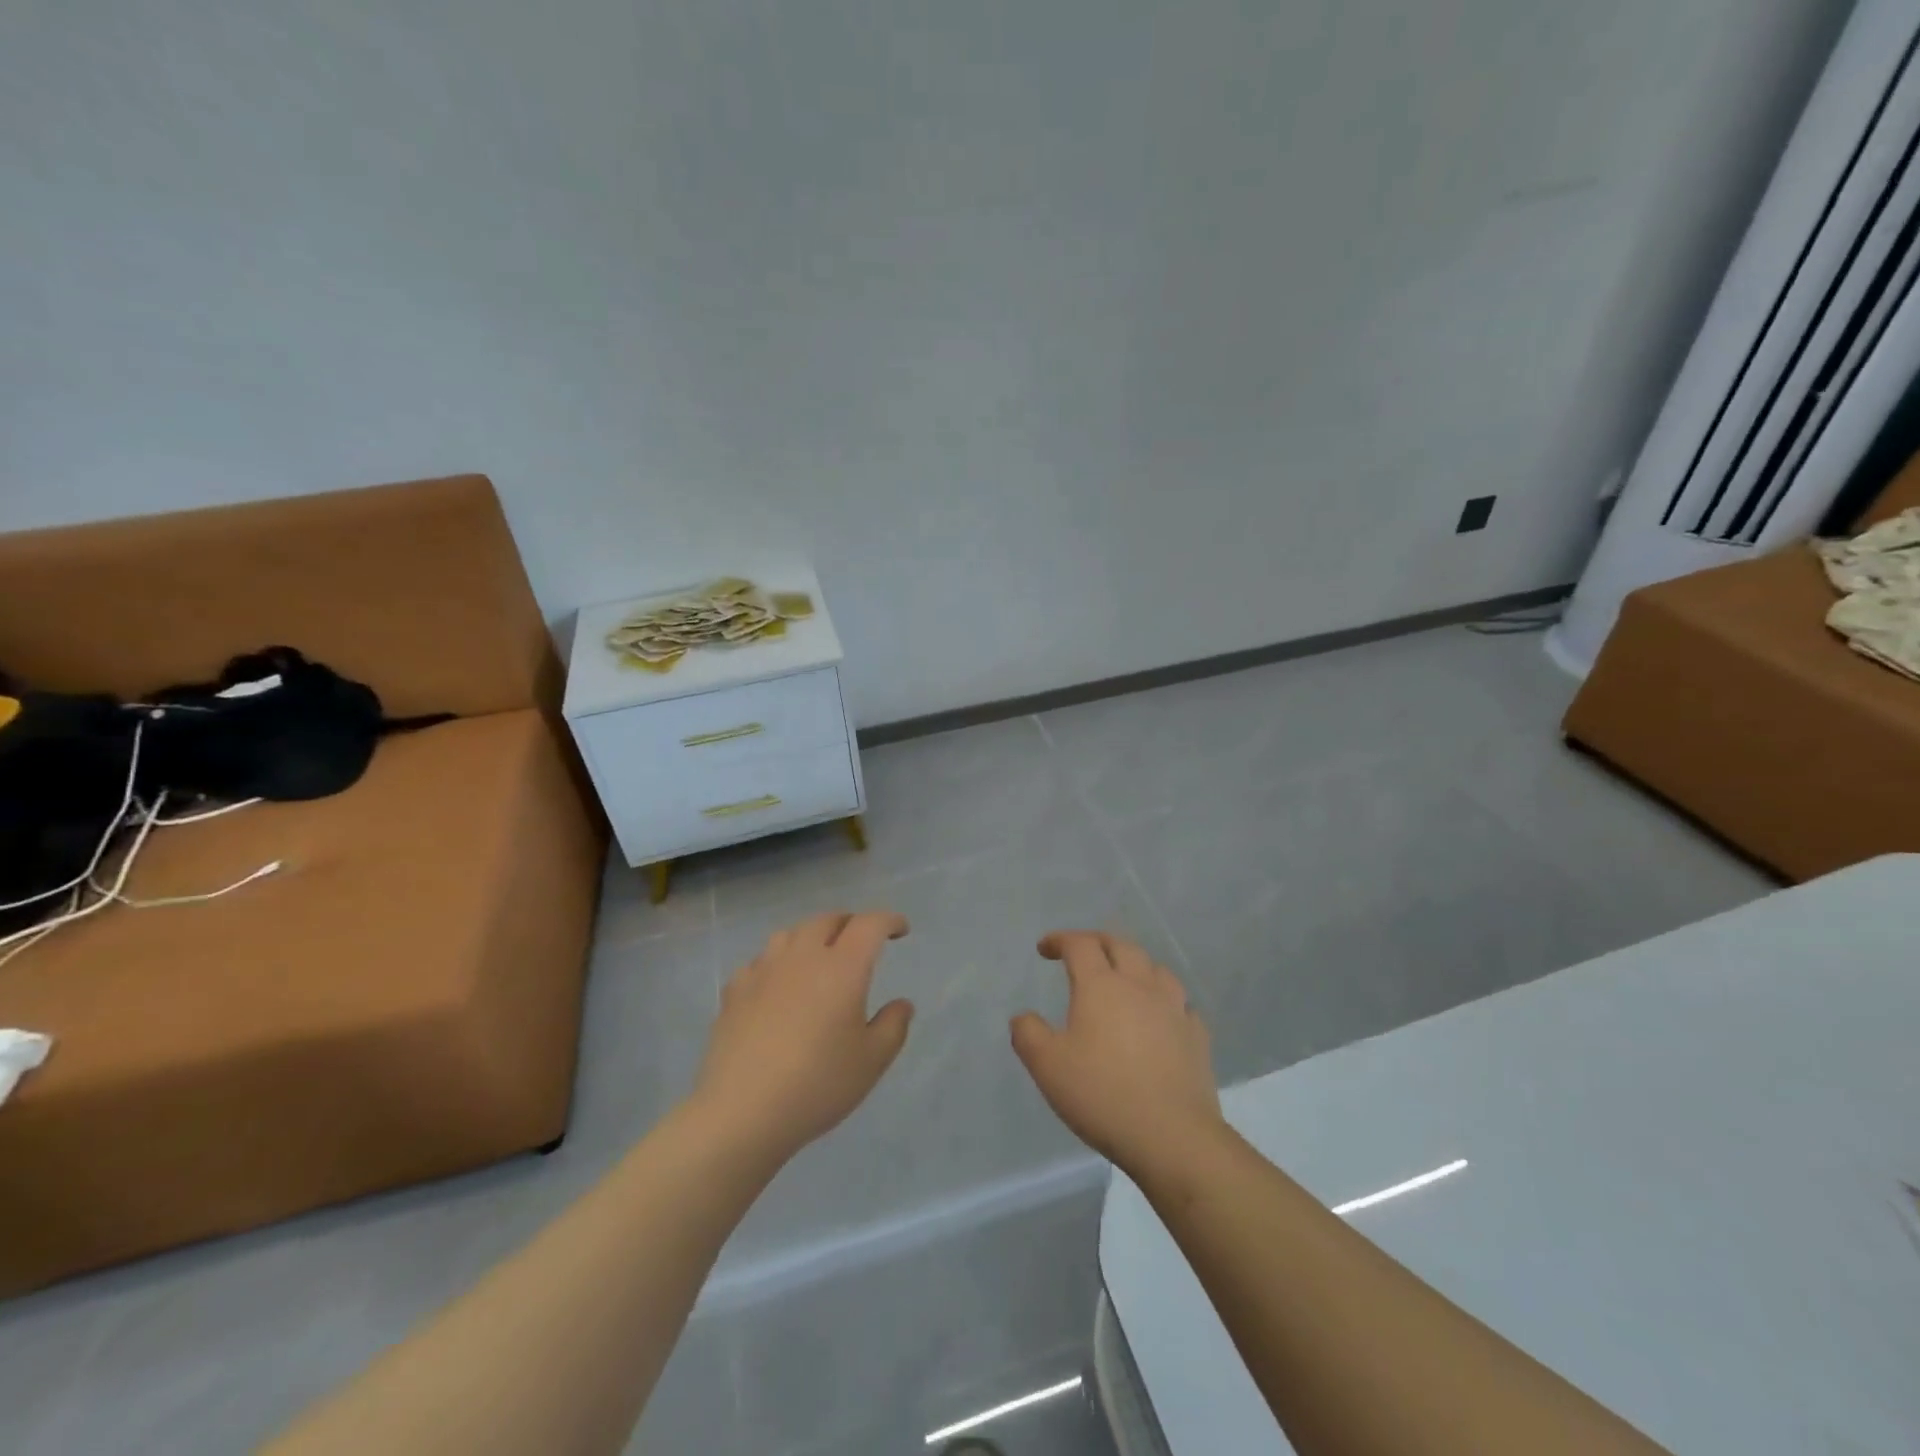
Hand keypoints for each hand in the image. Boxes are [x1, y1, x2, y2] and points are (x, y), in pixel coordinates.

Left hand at [693, 911, 913, 1161]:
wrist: (742, 1112)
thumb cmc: (817, 1084)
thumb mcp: (871, 1062)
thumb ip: (893, 1026)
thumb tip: (901, 1004)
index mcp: (843, 967)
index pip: (869, 925)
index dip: (888, 920)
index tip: (900, 929)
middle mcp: (803, 957)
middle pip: (828, 920)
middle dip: (850, 923)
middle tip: (861, 940)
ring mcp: (764, 970)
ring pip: (791, 933)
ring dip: (811, 936)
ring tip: (819, 955)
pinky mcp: (735, 990)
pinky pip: (760, 961)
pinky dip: (777, 962)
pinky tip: (777, 984)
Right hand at [1011, 931, 1223, 1171]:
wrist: (1172, 1136)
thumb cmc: (1102, 1095)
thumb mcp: (1048, 1066)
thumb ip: (1028, 1034)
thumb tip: (1023, 1016)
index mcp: (1101, 986)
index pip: (1080, 944)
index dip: (1060, 940)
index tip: (1044, 949)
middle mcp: (1139, 986)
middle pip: (1120, 945)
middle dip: (1097, 942)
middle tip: (1082, 952)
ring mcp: (1174, 1008)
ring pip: (1155, 968)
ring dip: (1135, 964)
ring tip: (1124, 978)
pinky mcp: (1197, 1035)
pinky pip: (1180, 1004)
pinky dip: (1164, 1000)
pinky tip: (1160, 1017)